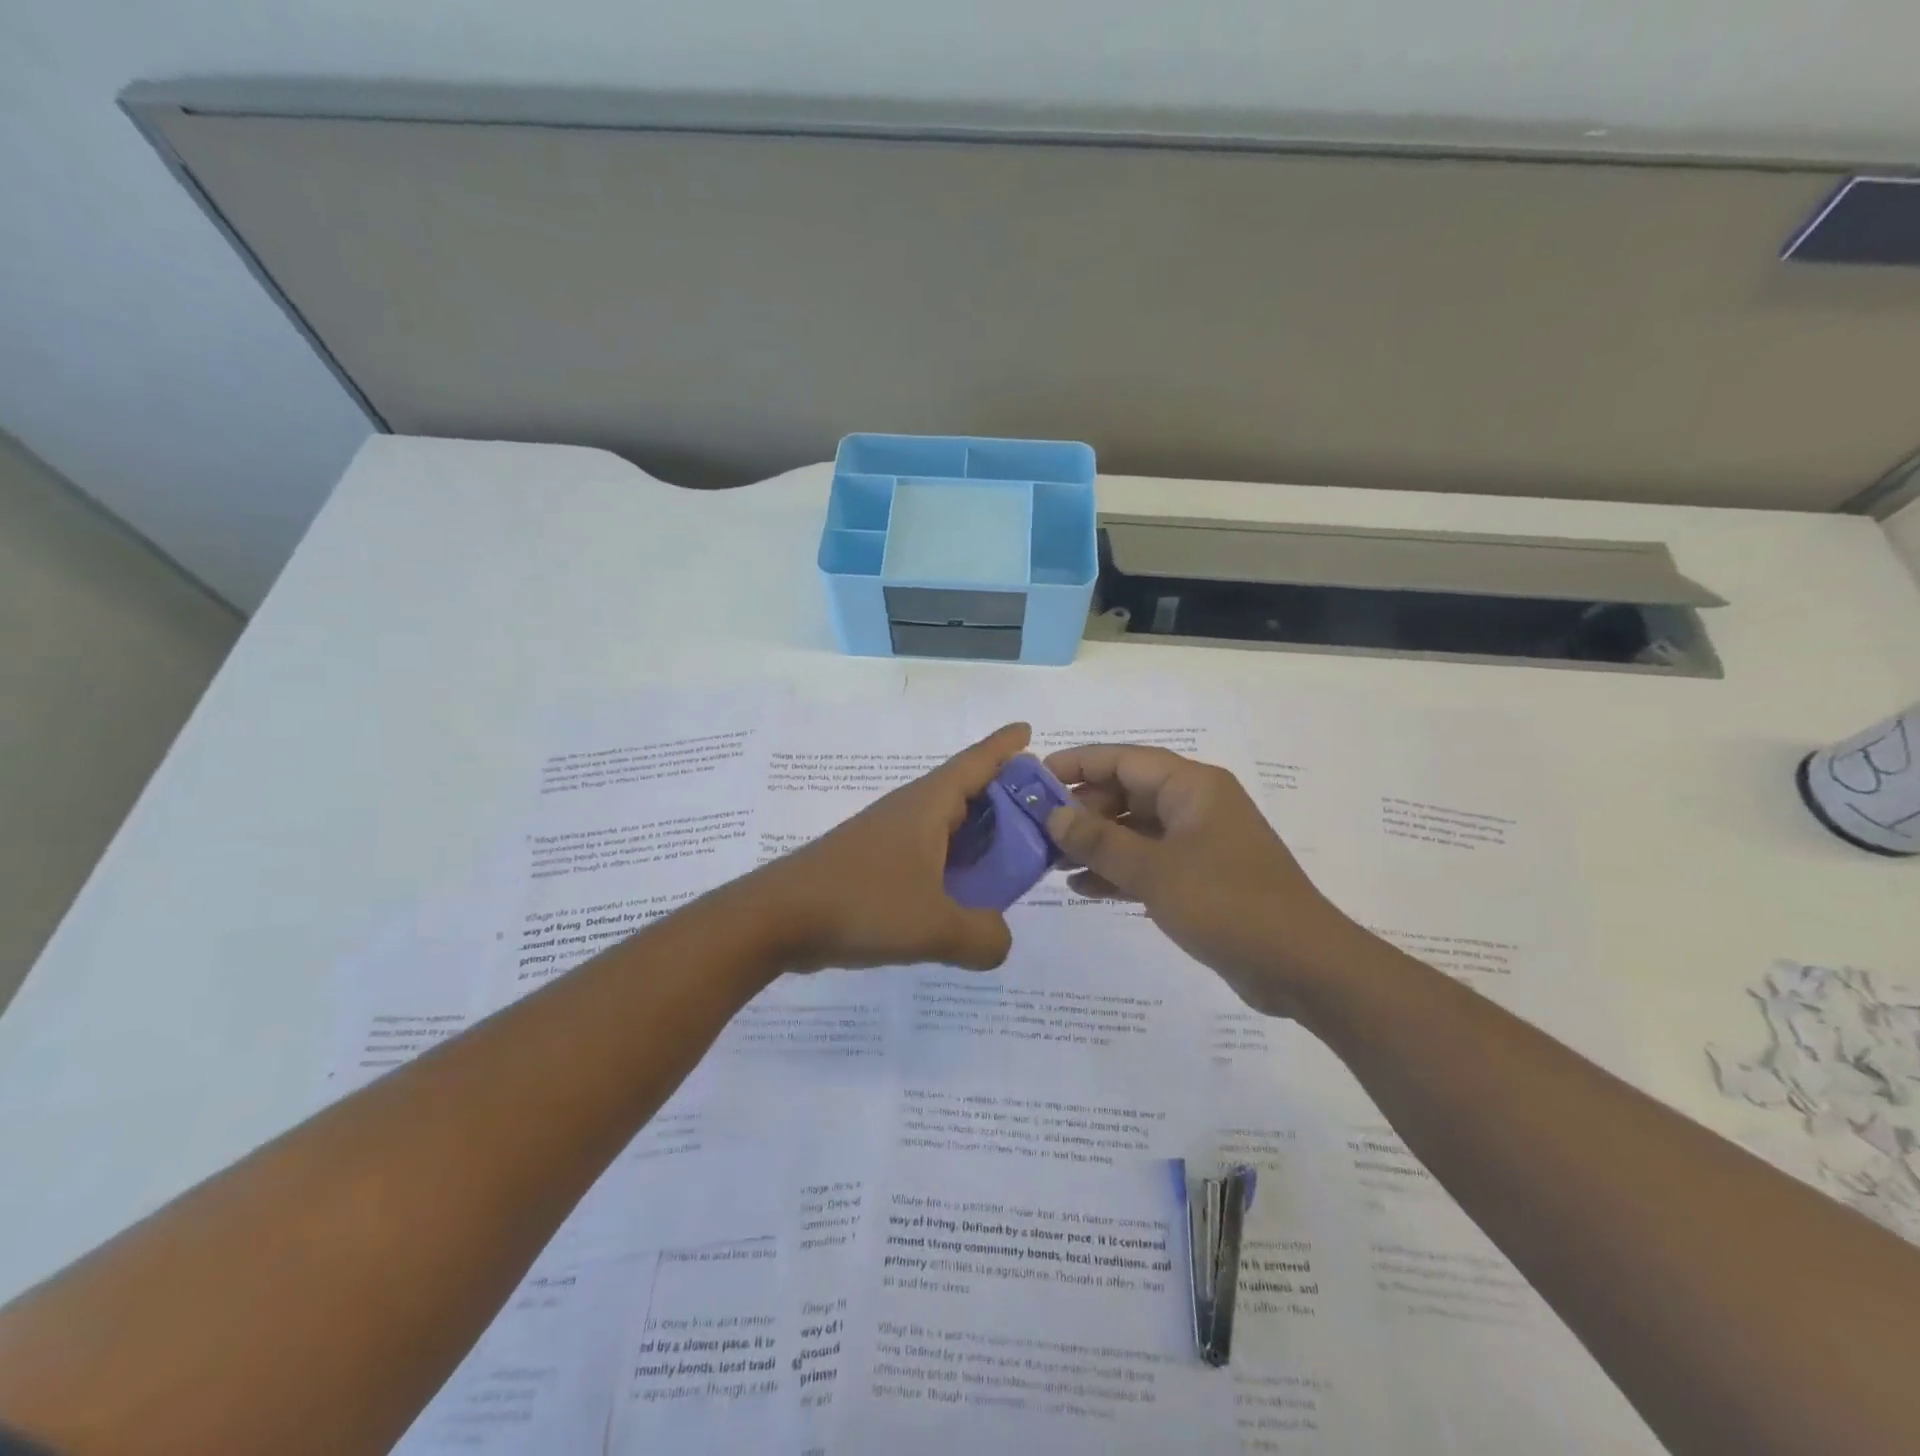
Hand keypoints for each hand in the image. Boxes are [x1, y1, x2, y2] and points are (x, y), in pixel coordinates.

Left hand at [747, 723, 1031, 973]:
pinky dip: (951, 864)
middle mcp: (909, 812)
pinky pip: (925, 854)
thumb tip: (1000, 940)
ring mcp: (887, 837)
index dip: (1005, 747)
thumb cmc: (861, 904)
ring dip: (977, 836)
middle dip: (1003, 798)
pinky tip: (961, 892)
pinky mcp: (871, 864)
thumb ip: (984, 936)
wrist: (776, 919)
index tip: (1029, 731)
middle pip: (965, 793)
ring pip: (944, 826)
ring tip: (1010, 860)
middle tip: (1040, 816)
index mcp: (927, 805)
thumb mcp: (935, 927)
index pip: (976, 763)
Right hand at [1044, 744, 1360, 1016]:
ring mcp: (1199, 843)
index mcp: (1192, 787)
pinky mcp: (1200, 878)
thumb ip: (1099, 841)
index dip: (1078, 764)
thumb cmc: (1227, 903)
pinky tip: (1081, 888)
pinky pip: (1148, 863)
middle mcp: (1195, 806)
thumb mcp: (1154, 870)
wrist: (1301, 966)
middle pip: (1127, 793)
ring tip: (1051, 861)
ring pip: (1134, 830)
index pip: (1124, 759)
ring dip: (1095, 843)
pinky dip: (1117, 871)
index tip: (1035, 778)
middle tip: (1038, 832)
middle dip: (1082, 811)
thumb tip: (1053, 816)